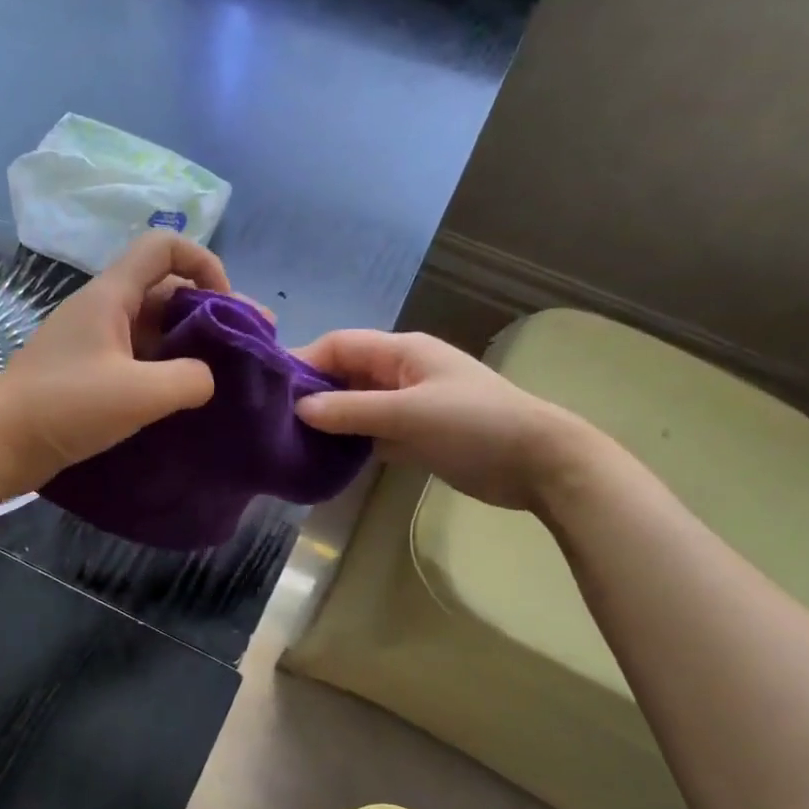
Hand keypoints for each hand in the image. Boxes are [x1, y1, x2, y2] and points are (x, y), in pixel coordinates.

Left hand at [0, 232, 232, 493]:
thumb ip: (189, 379)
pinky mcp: (88, 372)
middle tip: (247, 347)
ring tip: (225, 375)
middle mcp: (103, 309)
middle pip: (165, 289)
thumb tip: (207, 378)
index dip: (204, 263)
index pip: (164, 246)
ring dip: (189, 344)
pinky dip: (165, 367)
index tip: (226, 306)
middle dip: (209, 311)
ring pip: (153, 327)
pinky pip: (137, 357)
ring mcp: (93, 341)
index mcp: (111, 295)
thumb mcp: (139, 394)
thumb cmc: (65, 407)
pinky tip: (185, 395)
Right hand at [294, 329, 583, 510]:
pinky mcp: (414, 435)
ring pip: (355, 405)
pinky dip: (349, 442)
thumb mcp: (408, 414)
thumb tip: (299, 409)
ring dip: (329, 420)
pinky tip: (325, 458)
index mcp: (401, 352)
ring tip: (291, 440)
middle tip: (275, 420)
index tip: (270, 389)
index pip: (340, 345)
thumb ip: (352, 411)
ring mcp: (408, 405)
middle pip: (344, 375)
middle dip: (312, 393)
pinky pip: (371, 432)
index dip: (304, 361)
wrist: (538, 463)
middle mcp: (400, 373)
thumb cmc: (474, 425)